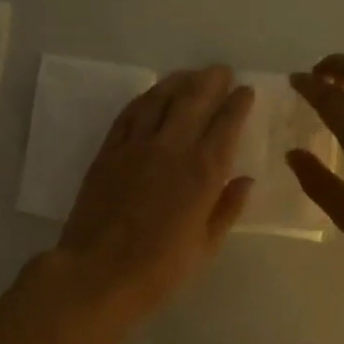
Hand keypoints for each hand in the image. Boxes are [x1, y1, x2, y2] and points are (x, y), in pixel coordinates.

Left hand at [56, 66, 254, 322]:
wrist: (97, 273)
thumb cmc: (159, 269)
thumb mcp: (205, 246)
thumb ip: (227, 208)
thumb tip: (245, 180)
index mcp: (203, 172)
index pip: (227, 124)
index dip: (238, 103)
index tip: (246, 91)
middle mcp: (172, 148)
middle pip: (194, 100)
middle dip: (211, 80)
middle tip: (221, 71)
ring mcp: (136, 145)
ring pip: (160, 98)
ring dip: (178, 81)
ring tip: (190, 74)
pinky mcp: (108, 150)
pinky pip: (129, 113)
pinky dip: (145, 98)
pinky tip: (152, 94)